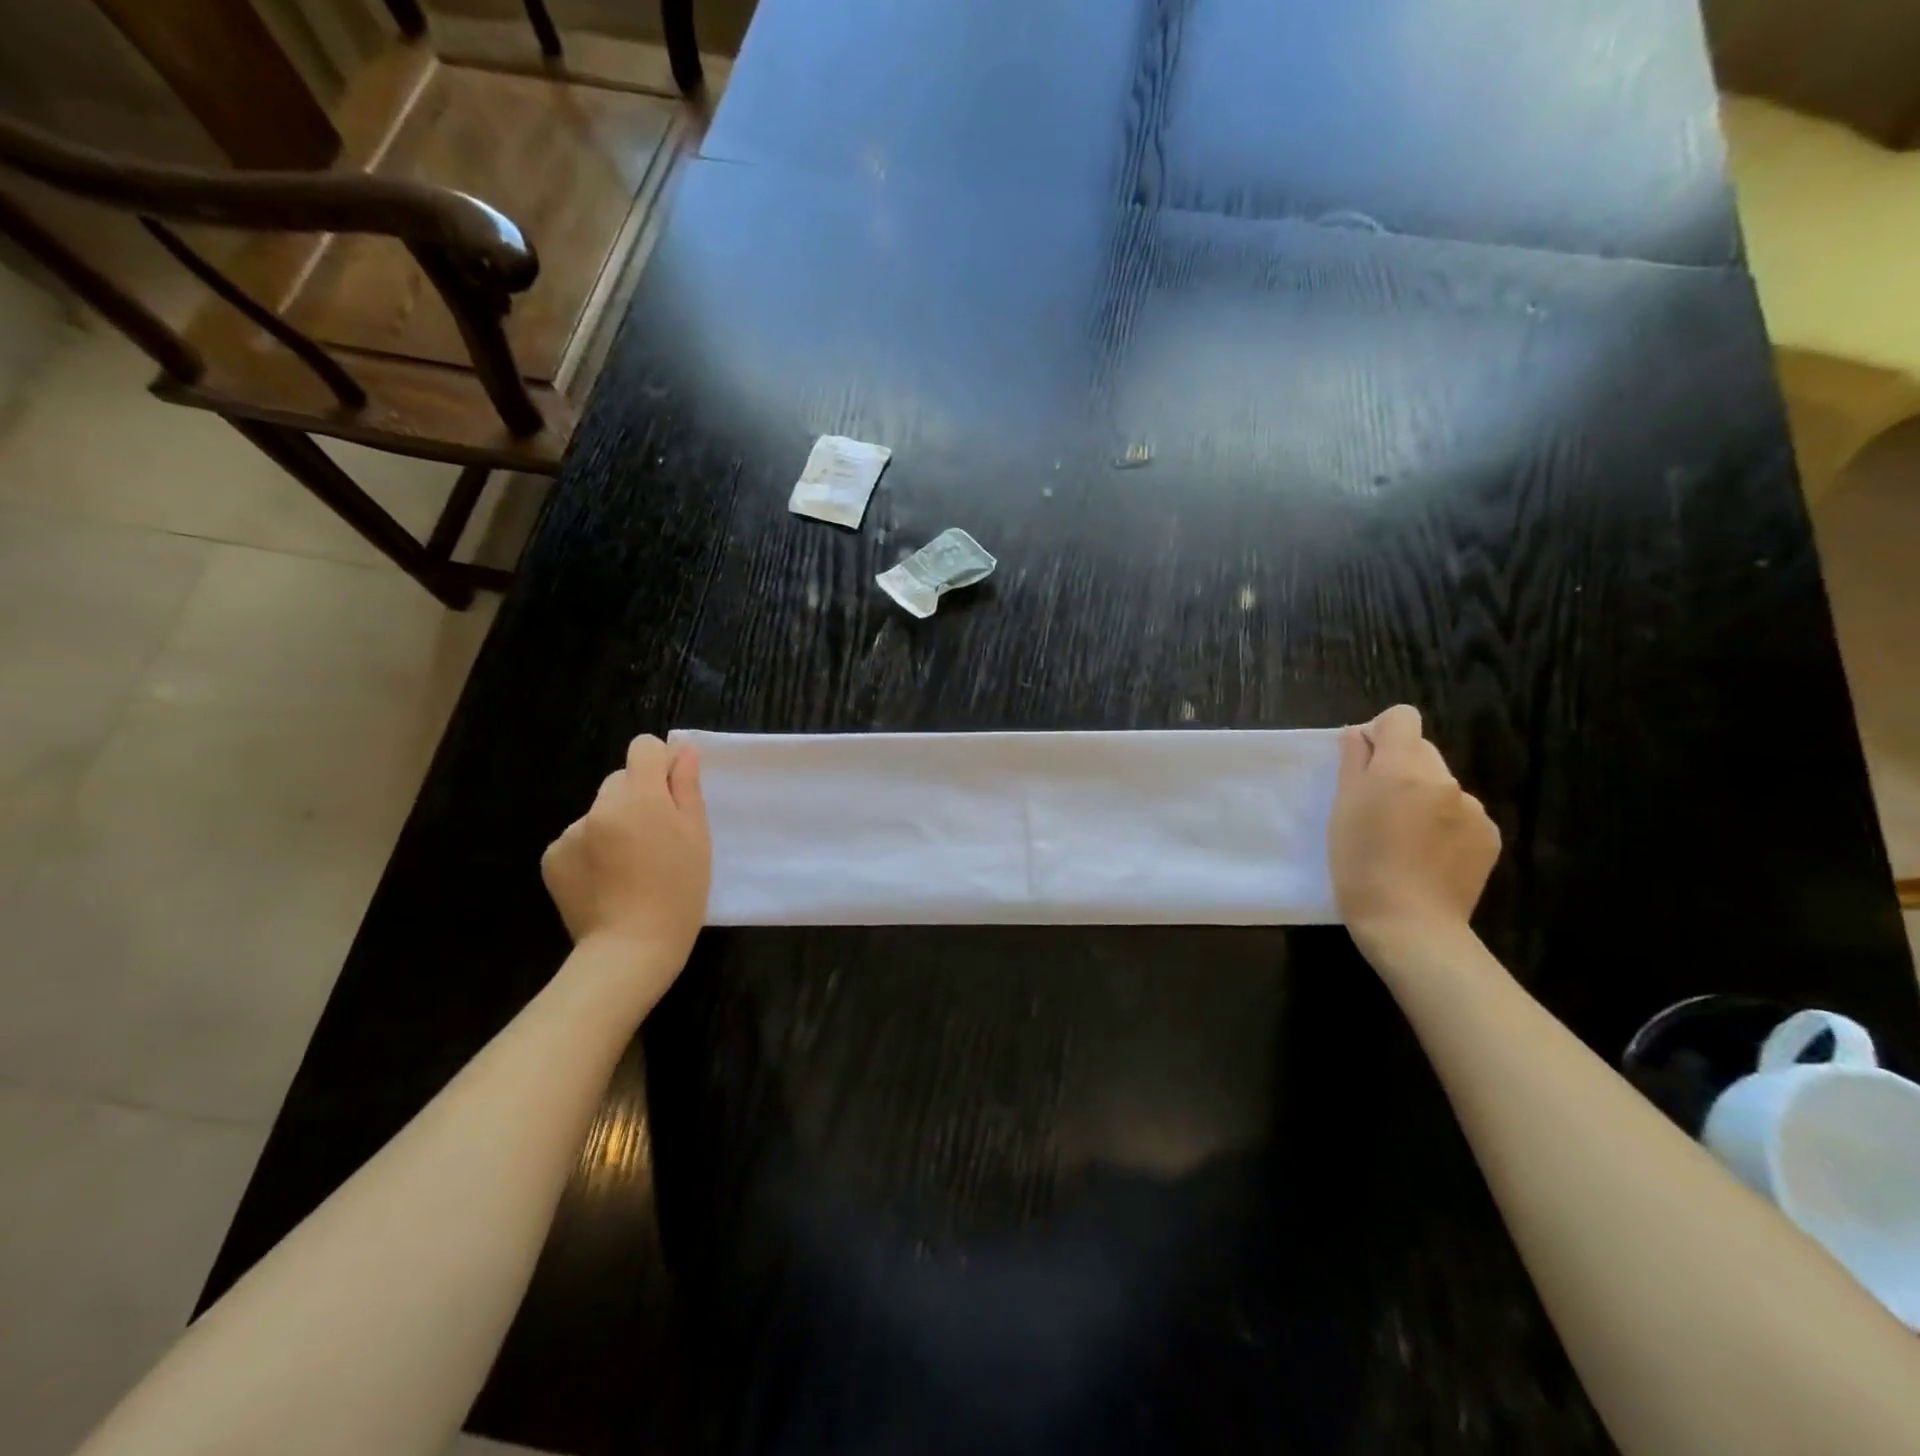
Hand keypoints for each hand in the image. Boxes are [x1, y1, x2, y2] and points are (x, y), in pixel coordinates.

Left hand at [542, 735, 711, 972]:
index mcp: (639, 796)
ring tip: (631, 865)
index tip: (673, 791)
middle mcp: (599, 806)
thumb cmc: (678, 892)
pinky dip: (593, 850)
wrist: (630, 950)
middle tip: (658, 837)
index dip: (661, 762)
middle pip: (621, 780)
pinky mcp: (552, 857)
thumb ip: (686, 787)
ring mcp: (570, 832)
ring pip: (600, 811)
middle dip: (639, 797)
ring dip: (615, 824)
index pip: (643, 747)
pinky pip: (578, 837)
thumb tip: (683, 751)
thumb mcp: (696, 837)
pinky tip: (607, 879)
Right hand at [1328, 705, 1499, 945]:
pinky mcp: (1490, 837)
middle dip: (1398, 768)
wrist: (1410, 925)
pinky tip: (1428, 855)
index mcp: (1403, 768)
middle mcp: (1445, 779)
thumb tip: (1359, 735)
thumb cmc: (1360, 864)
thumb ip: (1353, 763)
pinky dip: (1444, 824)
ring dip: (1422, 798)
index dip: (1380, 733)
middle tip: (1376, 807)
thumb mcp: (1341, 809)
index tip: (1364, 763)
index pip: (1402, 718)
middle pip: (1421, 751)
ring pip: (1440, 785)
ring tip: (1402, 838)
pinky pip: (1461, 814)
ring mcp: (1473, 808)